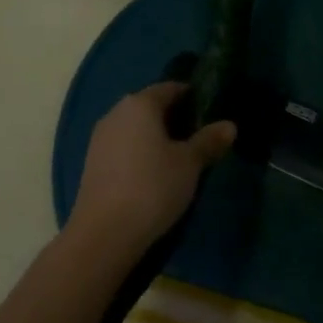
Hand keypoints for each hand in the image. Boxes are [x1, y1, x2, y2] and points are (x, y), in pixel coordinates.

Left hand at [68, 82, 236, 261]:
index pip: (171, 88)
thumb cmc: (152, 188)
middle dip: (175, 118)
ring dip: (156, 137)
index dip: (192, 97)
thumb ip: (209, 141)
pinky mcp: (92, 163)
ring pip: (135, 128)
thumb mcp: (189, 164)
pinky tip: (153, 174)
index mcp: (140, 104)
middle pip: (151, 106)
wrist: (103, 234)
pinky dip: (140, 152)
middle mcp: (116, 113)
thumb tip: (229, 125)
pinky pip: (123, 147)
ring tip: (179, 158)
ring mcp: (100, 138)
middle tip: (199, 137)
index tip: (210, 112)